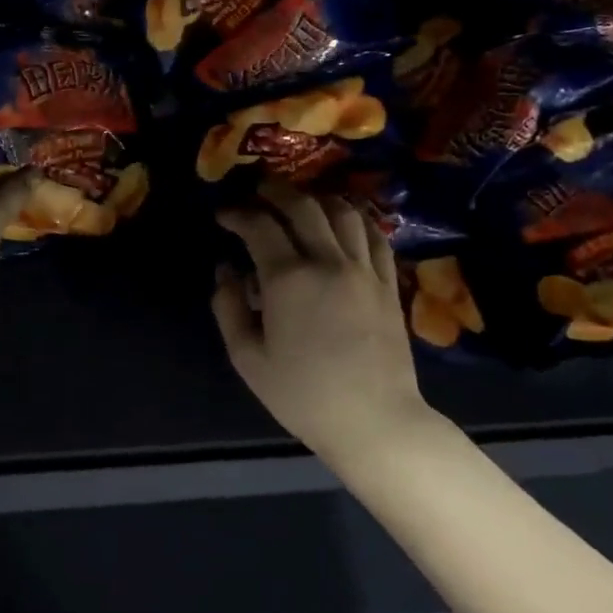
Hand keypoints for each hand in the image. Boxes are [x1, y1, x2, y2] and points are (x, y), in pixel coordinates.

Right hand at [213, 185, 430, 456]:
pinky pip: (374, 235)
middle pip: (302, 206)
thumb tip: (226, 270)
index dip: (237, 213)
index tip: (223, 215)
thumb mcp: (247, 357)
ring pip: (342, 212)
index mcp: (288, 278)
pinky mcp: (388, 282)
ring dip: (316, 198)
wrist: (373, 420)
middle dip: (275, 191)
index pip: (259, 226)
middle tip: (258, 191)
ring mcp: (364, 269)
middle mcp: (328, 261)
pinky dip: (355, 219)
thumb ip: (228, 307)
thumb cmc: (302, 394)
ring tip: (300, 202)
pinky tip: (343, 223)